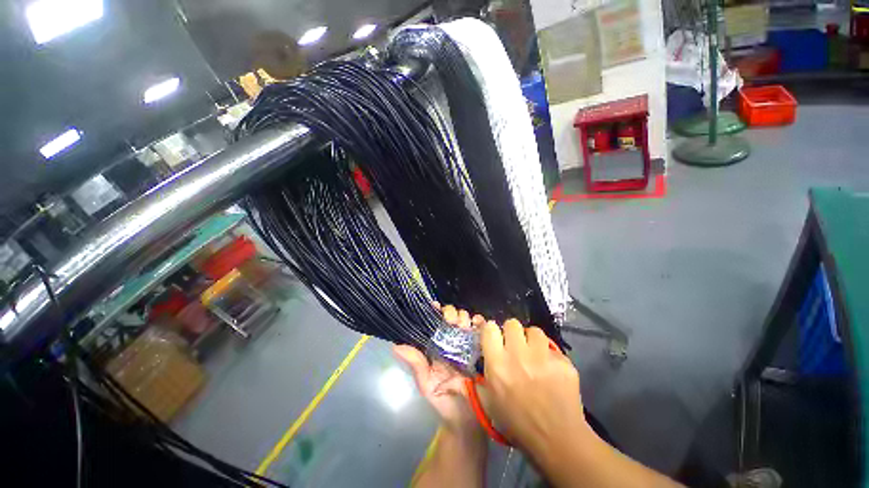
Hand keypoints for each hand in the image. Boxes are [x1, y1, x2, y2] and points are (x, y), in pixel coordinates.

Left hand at [393, 303, 485, 439]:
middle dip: (451, 313)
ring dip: (465, 317)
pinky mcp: (483, 348)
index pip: (434, 322)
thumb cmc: (444, 402)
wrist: (468, 423)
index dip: (434, 311)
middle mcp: (452, 342)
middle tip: (452, 321)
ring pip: (466, 319)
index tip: (435, 307)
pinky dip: (480, 322)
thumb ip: (416, 364)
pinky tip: (478, 324)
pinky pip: (483, 330)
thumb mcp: (427, 384)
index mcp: (437, 346)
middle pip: (452, 316)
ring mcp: (468, 344)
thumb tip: (396, 346)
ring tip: (464, 325)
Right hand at [477, 319, 590, 455]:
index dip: (492, 331)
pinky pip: (553, 349)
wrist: (557, 439)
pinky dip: (550, 356)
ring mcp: (543, 358)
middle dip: (512, 333)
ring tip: (535, 355)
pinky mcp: (563, 362)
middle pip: (512, 323)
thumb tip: (485, 353)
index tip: (495, 338)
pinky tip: (552, 371)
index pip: (490, 328)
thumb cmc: (517, 423)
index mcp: (497, 364)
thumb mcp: (490, 400)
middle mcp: (518, 355)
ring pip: (534, 331)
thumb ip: (484, 373)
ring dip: (532, 341)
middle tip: (516, 346)